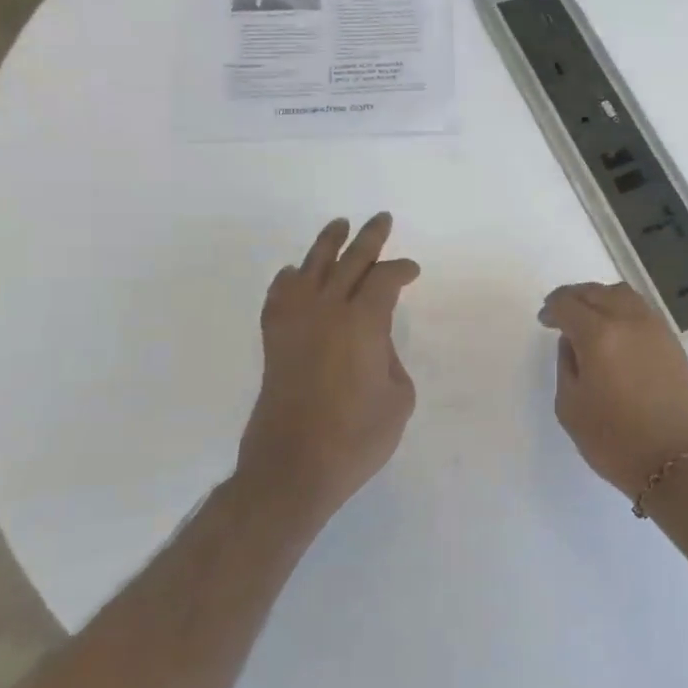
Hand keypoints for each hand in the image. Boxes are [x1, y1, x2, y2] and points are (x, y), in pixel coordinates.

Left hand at [238, 214, 419, 521]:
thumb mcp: (398, 398)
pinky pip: (279, 297)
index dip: (402, 271)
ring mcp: (295, 325)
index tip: (413, 272)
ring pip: (310, 269)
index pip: (385, 280)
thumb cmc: (356, 437)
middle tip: (381, 219)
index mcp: (363, 323)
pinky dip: (288, 280)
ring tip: (339, 225)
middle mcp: (326, 312)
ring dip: (327, 245)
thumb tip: (373, 344)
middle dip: (369, 239)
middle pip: (349, 262)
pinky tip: (294, 274)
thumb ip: (390, 359)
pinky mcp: (275, 343)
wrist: (293, 467)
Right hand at [537, 282, 687, 499]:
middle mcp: (629, 321)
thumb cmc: (615, 441)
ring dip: (600, 298)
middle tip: (561, 314)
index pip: (568, 304)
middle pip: (596, 292)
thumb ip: (566, 365)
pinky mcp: (672, 341)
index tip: (544, 320)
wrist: (676, 461)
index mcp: (599, 335)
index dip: (552, 308)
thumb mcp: (571, 407)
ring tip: (589, 318)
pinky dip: (622, 309)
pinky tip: (615, 330)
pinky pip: (641, 310)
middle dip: (573, 298)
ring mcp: (655, 328)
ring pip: (622, 295)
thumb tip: (572, 341)